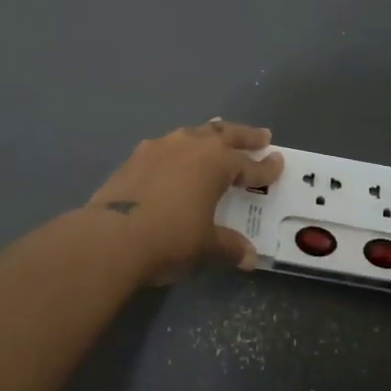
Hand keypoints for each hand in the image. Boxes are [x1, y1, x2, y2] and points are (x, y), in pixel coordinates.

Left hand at [87, 120, 284, 284]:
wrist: (112, 237)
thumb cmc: (171, 238)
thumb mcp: (206, 247)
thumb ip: (229, 247)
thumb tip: (248, 257)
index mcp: (216, 163)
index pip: (249, 165)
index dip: (266, 167)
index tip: (278, 162)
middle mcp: (191, 146)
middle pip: (224, 135)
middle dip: (244, 136)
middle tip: (260, 136)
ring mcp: (159, 147)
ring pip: (192, 133)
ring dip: (209, 135)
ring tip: (216, 136)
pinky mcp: (134, 158)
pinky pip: (165, 146)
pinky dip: (178, 150)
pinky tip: (174, 158)